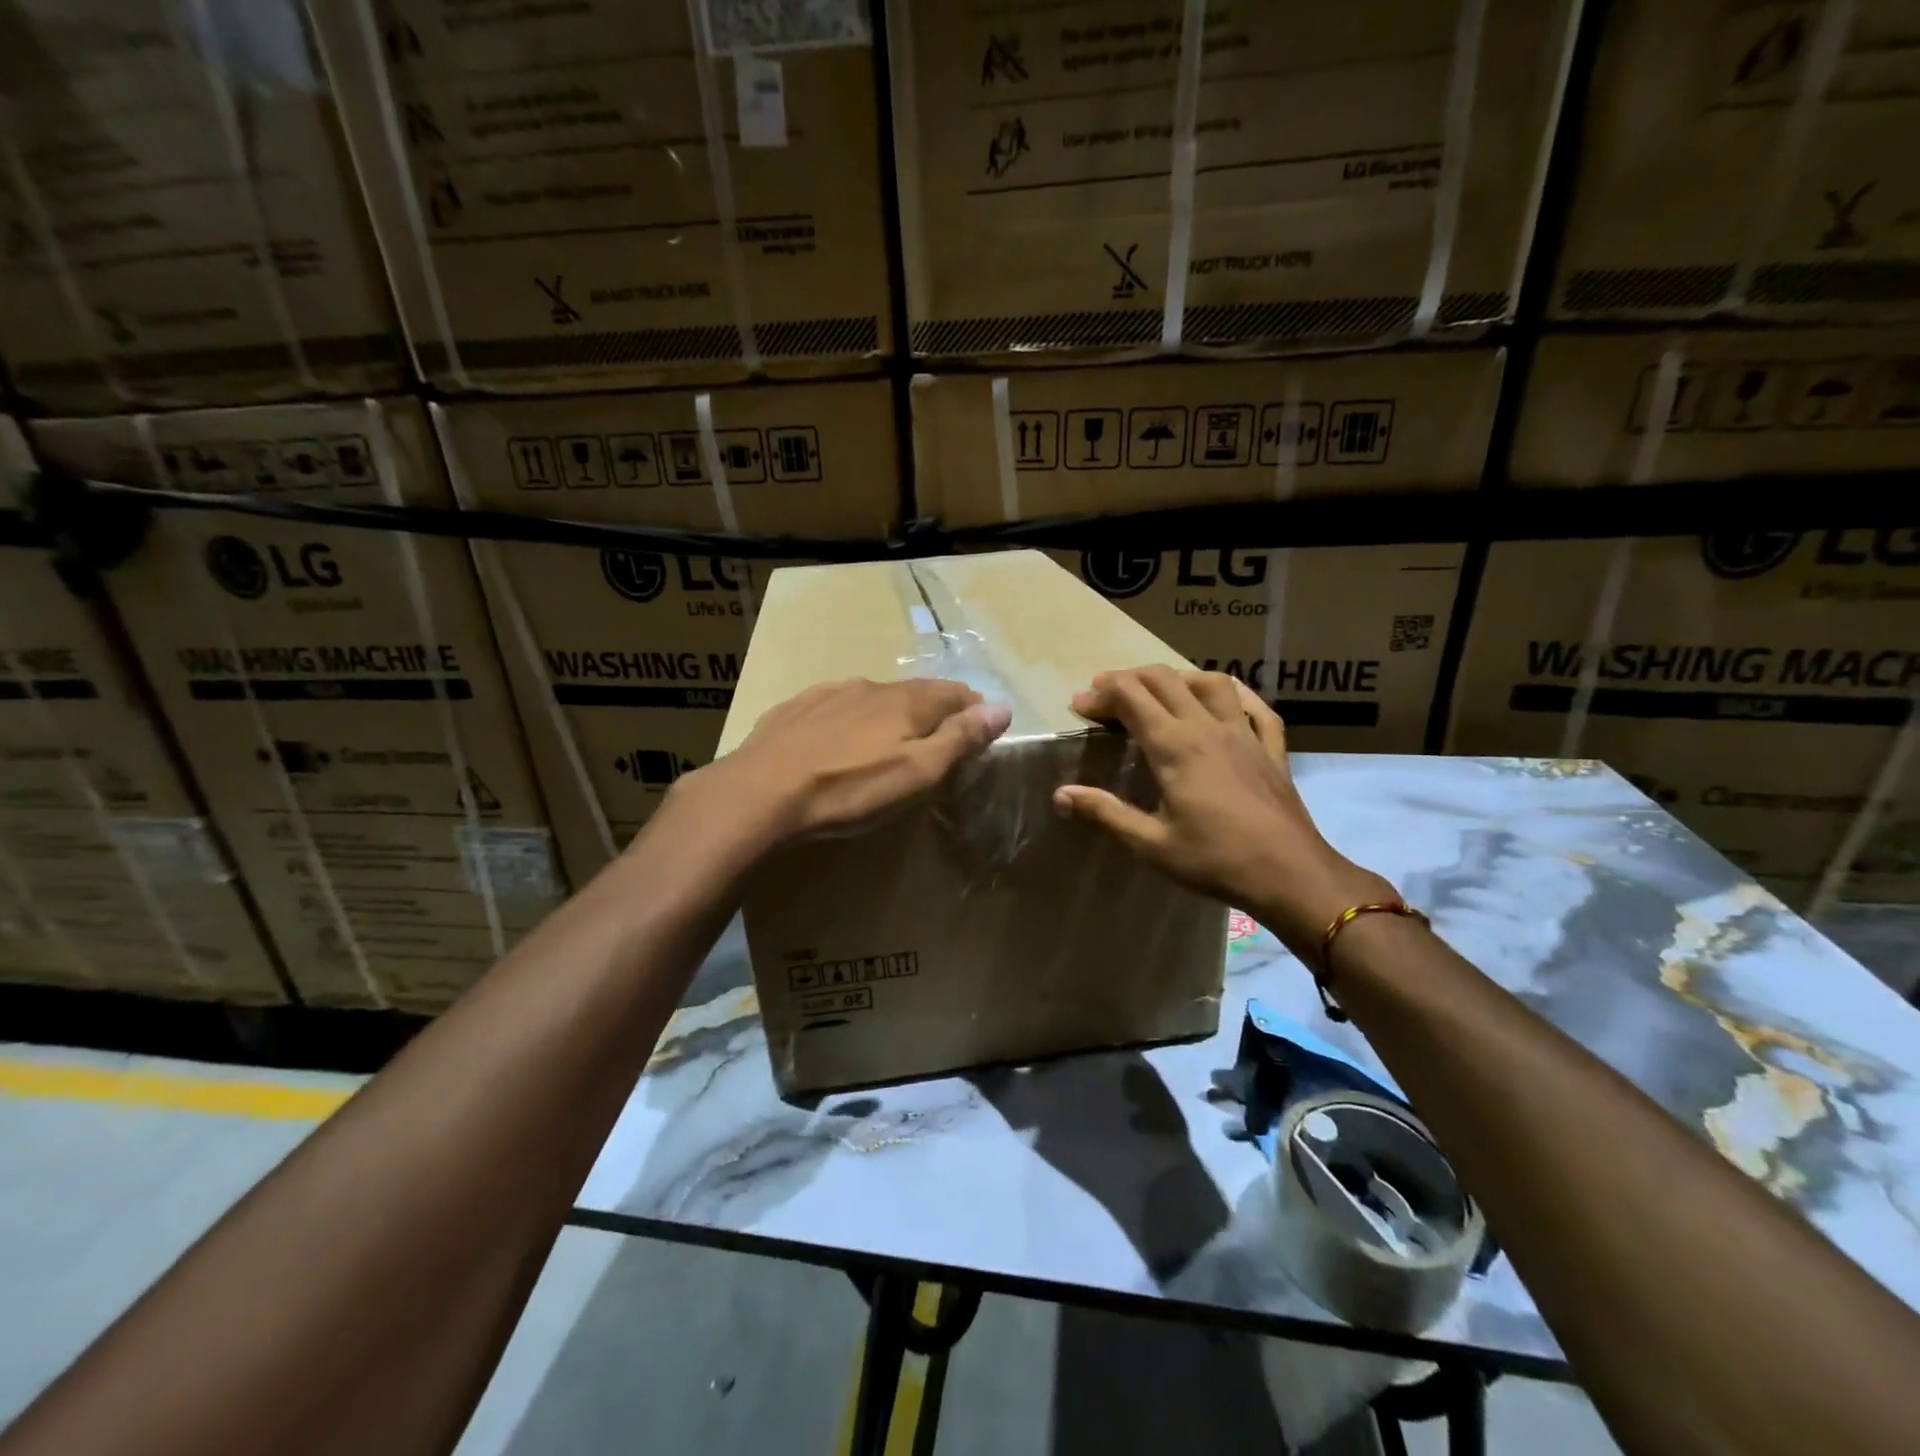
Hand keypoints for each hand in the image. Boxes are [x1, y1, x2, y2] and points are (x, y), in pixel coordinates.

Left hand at [683, 678, 1011, 851]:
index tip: (981, 727)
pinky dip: (852, 716)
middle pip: (916, 692)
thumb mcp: (917, 773)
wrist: (762, 791)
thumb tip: (1002, 708)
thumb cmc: (850, 788)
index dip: (973, 708)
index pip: (955, 693)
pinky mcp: (797, 707)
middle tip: (940, 737)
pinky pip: (837, 705)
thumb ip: (960, 739)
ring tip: (891, 738)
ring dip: (892, 712)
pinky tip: (841, 736)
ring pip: (875, 697)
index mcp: (907, 702)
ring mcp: (830, 693)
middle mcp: (872, 687)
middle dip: (935, 710)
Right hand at [1053, 666, 1393, 957]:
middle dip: (1128, 679)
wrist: (1291, 874)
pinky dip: (1234, 695)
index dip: (1100, 695)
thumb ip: (1106, 813)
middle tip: (1105, 696)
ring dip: (1177, 678)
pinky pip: (1256, 707)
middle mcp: (1208, 727)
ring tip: (1158, 692)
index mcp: (1175, 747)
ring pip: (1210, 682)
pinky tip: (1225, 702)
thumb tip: (1061, 795)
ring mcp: (1245, 733)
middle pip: (1163, 679)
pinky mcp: (1272, 747)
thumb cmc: (1216, 861)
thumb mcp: (1152, 844)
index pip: (1130, 697)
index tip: (1079, 706)